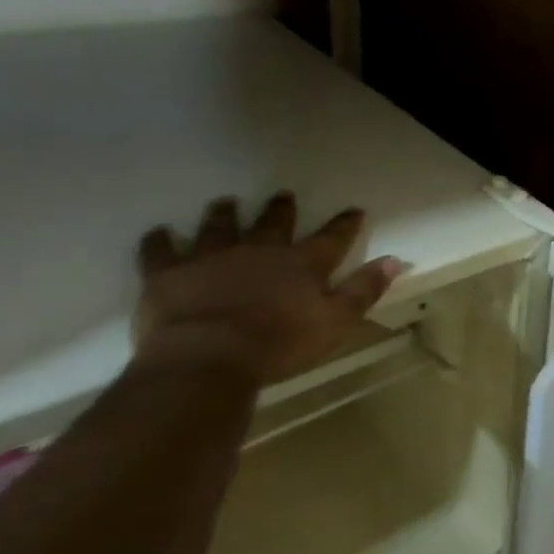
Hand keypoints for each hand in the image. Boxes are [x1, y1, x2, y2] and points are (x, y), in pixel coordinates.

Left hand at [133, 194, 401, 386]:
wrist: (208, 358)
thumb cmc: (281, 344)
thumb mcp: (337, 321)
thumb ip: (364, 290)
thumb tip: (393, 260)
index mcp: (302, 264)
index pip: (331, 239)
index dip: (345, 225)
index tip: (354, 210)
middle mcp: (259, 251)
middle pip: (274, 224)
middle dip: (281, 210)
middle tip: (284, 196)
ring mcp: (211, 258)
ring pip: (219, 228)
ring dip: (224, 215)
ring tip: (225, 202)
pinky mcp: (168, 274)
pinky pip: (161, 251)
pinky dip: (160, 241)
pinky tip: (159, 232)